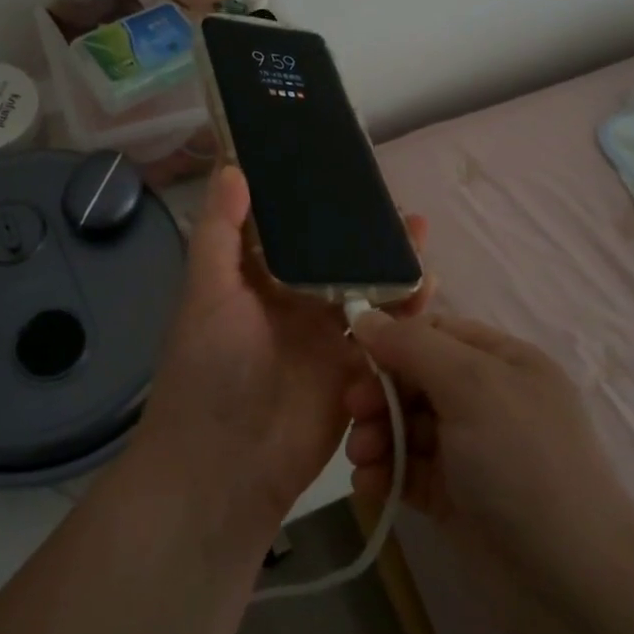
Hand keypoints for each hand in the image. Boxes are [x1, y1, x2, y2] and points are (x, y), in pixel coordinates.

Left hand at [134, 166, 429, 536]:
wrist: (226, 465)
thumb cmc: (208, 369)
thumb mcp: (206, 293)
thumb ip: (221, 233)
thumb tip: (231, 168)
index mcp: (257, 281)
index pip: (293, 231)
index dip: (318, 204)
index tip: (346, 174)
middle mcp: (294, 303)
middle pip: (338, 259)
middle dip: (367, 235)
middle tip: (400, 209)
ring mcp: (326, 338)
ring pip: (366, 291)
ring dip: (392, 265)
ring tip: (419, 235)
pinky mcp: (353, 371)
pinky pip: (384, 336)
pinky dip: (405, 312)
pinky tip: (427, 288)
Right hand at [344, 314, 633, 620]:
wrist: (572, 583)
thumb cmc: (523, 463)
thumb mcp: (472, 386)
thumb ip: (414, 347)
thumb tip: (364, 315)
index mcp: (503, 362)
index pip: (435, 333)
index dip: (393, 340)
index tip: (355, 357)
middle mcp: (487, 399)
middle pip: (415, 378)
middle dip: (380, 393)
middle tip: (353, 413)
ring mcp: (470, 450)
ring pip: (406, 425)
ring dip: (376, 435)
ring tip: (361, 458)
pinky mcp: (453, 496)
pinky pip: (408, 470)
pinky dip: (384, 473)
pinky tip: (368, 485)